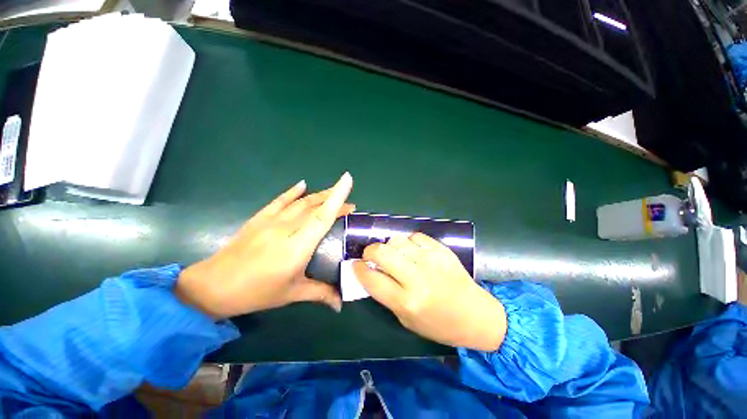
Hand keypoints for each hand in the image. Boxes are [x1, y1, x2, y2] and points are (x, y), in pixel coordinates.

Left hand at [176, 173, 353, 318]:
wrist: (213, 286)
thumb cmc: (256, 292)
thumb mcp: (291, 294)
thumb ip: (320, 293)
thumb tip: (341, 303)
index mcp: (296, 248)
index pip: (322, 217)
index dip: (336, 198)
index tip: (348, 180)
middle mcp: (285, 229)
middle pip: (315, 207)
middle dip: (334, 200)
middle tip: (350, 205)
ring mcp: (270, 221)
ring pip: (301, 202)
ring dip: (320, 195)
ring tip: (334, 193)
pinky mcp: (259, 218)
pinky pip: (280, 200)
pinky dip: (293, 191)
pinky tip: (303, 184)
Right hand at [353, 233, 506, 350]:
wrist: (475, 315)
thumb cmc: (438, 324)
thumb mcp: (405, 319)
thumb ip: (385, 294)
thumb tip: (370, 271)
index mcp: (406, 301)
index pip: (371, 278)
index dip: (358, 269)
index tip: (355, 265)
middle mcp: (417, 278)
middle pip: (381, 252)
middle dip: (369, 251)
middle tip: (371, 256)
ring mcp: (431, 260)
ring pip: (397, 240)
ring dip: (389, 246)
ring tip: (394, 255)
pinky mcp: (441, 250)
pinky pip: (415, 236)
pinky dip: (409, 243)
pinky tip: (413, 252)